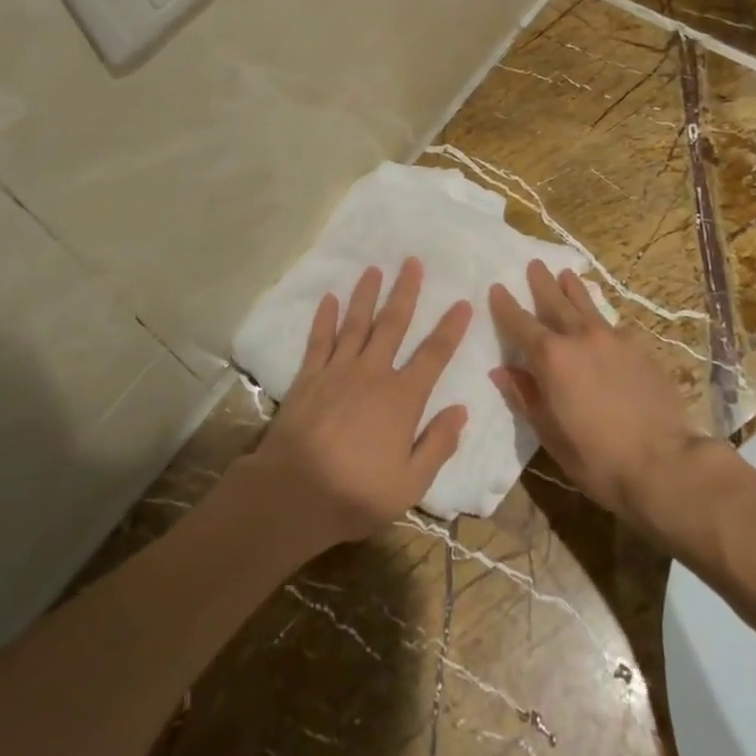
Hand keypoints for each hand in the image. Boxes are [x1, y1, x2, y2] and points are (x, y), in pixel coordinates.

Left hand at [240, 258, 470, 550]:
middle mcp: (372, 374)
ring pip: (356, 324)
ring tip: (374, 269)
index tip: (462, 303)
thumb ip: (438, 444)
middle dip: (405, 292)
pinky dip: (324, 318)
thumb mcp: (410, 484)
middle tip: (412, 262)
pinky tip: (329, 298)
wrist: (293, 493)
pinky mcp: (309, 377)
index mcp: (402, 398)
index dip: (450, 328)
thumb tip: (461, 411)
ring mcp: (337, 371)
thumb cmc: (356, 493)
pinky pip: (319, 340)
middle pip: (393, 325)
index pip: (434, 355)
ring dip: (366, 295)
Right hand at [488, 259, 713, 526]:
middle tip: (534, 263)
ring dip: (574, 288)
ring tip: (567, 273)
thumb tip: (501, 371)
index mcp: (551, 358)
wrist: (664, 463)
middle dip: (542, 283)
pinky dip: (601, 318)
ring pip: (588, 305)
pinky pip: (614, 325)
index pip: (520, 323)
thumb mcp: (549, 433)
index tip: (497, 287)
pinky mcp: (641, 349)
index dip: (506, 305)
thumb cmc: (596, 457)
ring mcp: (614, 340)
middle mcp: (580, 338)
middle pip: (556, 301)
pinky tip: (603, 322)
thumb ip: (525, 396)